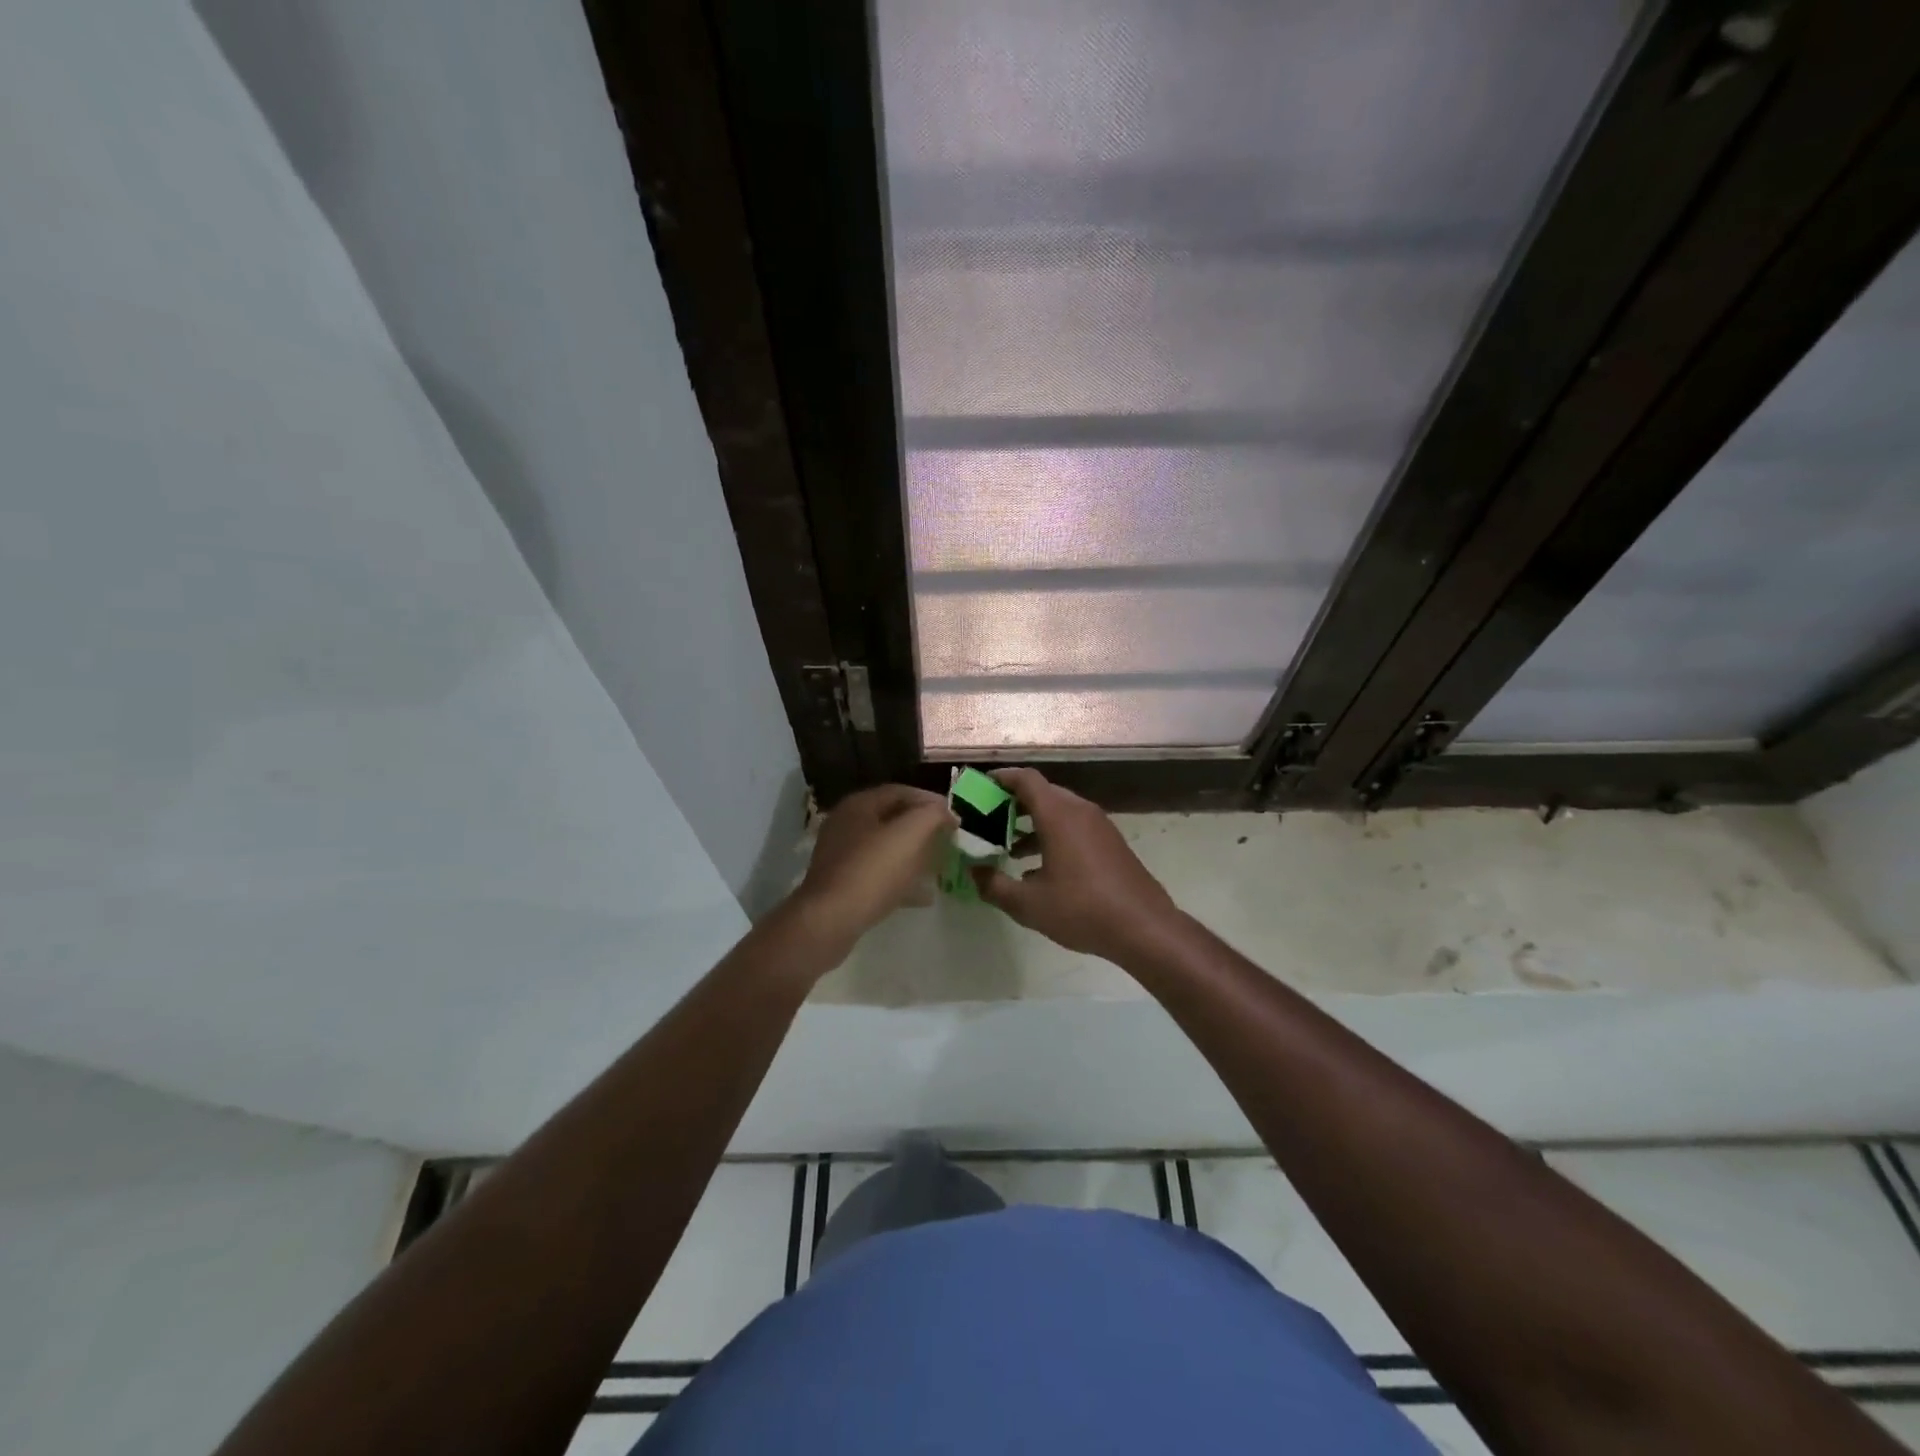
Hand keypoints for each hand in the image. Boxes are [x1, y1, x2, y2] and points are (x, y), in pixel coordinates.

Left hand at [791, 784, 955, 957]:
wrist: (830, 921)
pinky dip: (902, 880)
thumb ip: (932, 815)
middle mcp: (846, 825)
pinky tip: (924, 896)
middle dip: (922, 827)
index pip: (901, 792)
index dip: (930, 801)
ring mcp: (842, 856)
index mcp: (859, 805)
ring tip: (939, 865)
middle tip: (948, 839)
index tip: (955, 817)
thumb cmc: (872, 871)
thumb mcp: (910, 834)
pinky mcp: (843, 884)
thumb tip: (944, 811)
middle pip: (892, 818)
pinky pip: (879, 875)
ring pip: (886, 848)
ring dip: (914, 854)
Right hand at [972, 767, 1182, 961]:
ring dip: (1033, 821)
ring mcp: (1100, 826)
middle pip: (1042, 792)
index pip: (1026, 779)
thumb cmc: (1082, 909)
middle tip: (988, 819)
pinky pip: (1075, 826)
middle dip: (1013, 802)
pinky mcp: (1110, 843)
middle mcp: (1080, 811)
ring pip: (1060, 811)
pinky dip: (1052, 833)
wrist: (1144, 927)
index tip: (980, 787)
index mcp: (1058, 815)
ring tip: (1008, 845)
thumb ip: (994, 885)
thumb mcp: (1028, 904)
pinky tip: (1039, 867)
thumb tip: (974, 871)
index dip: (1001, 778)